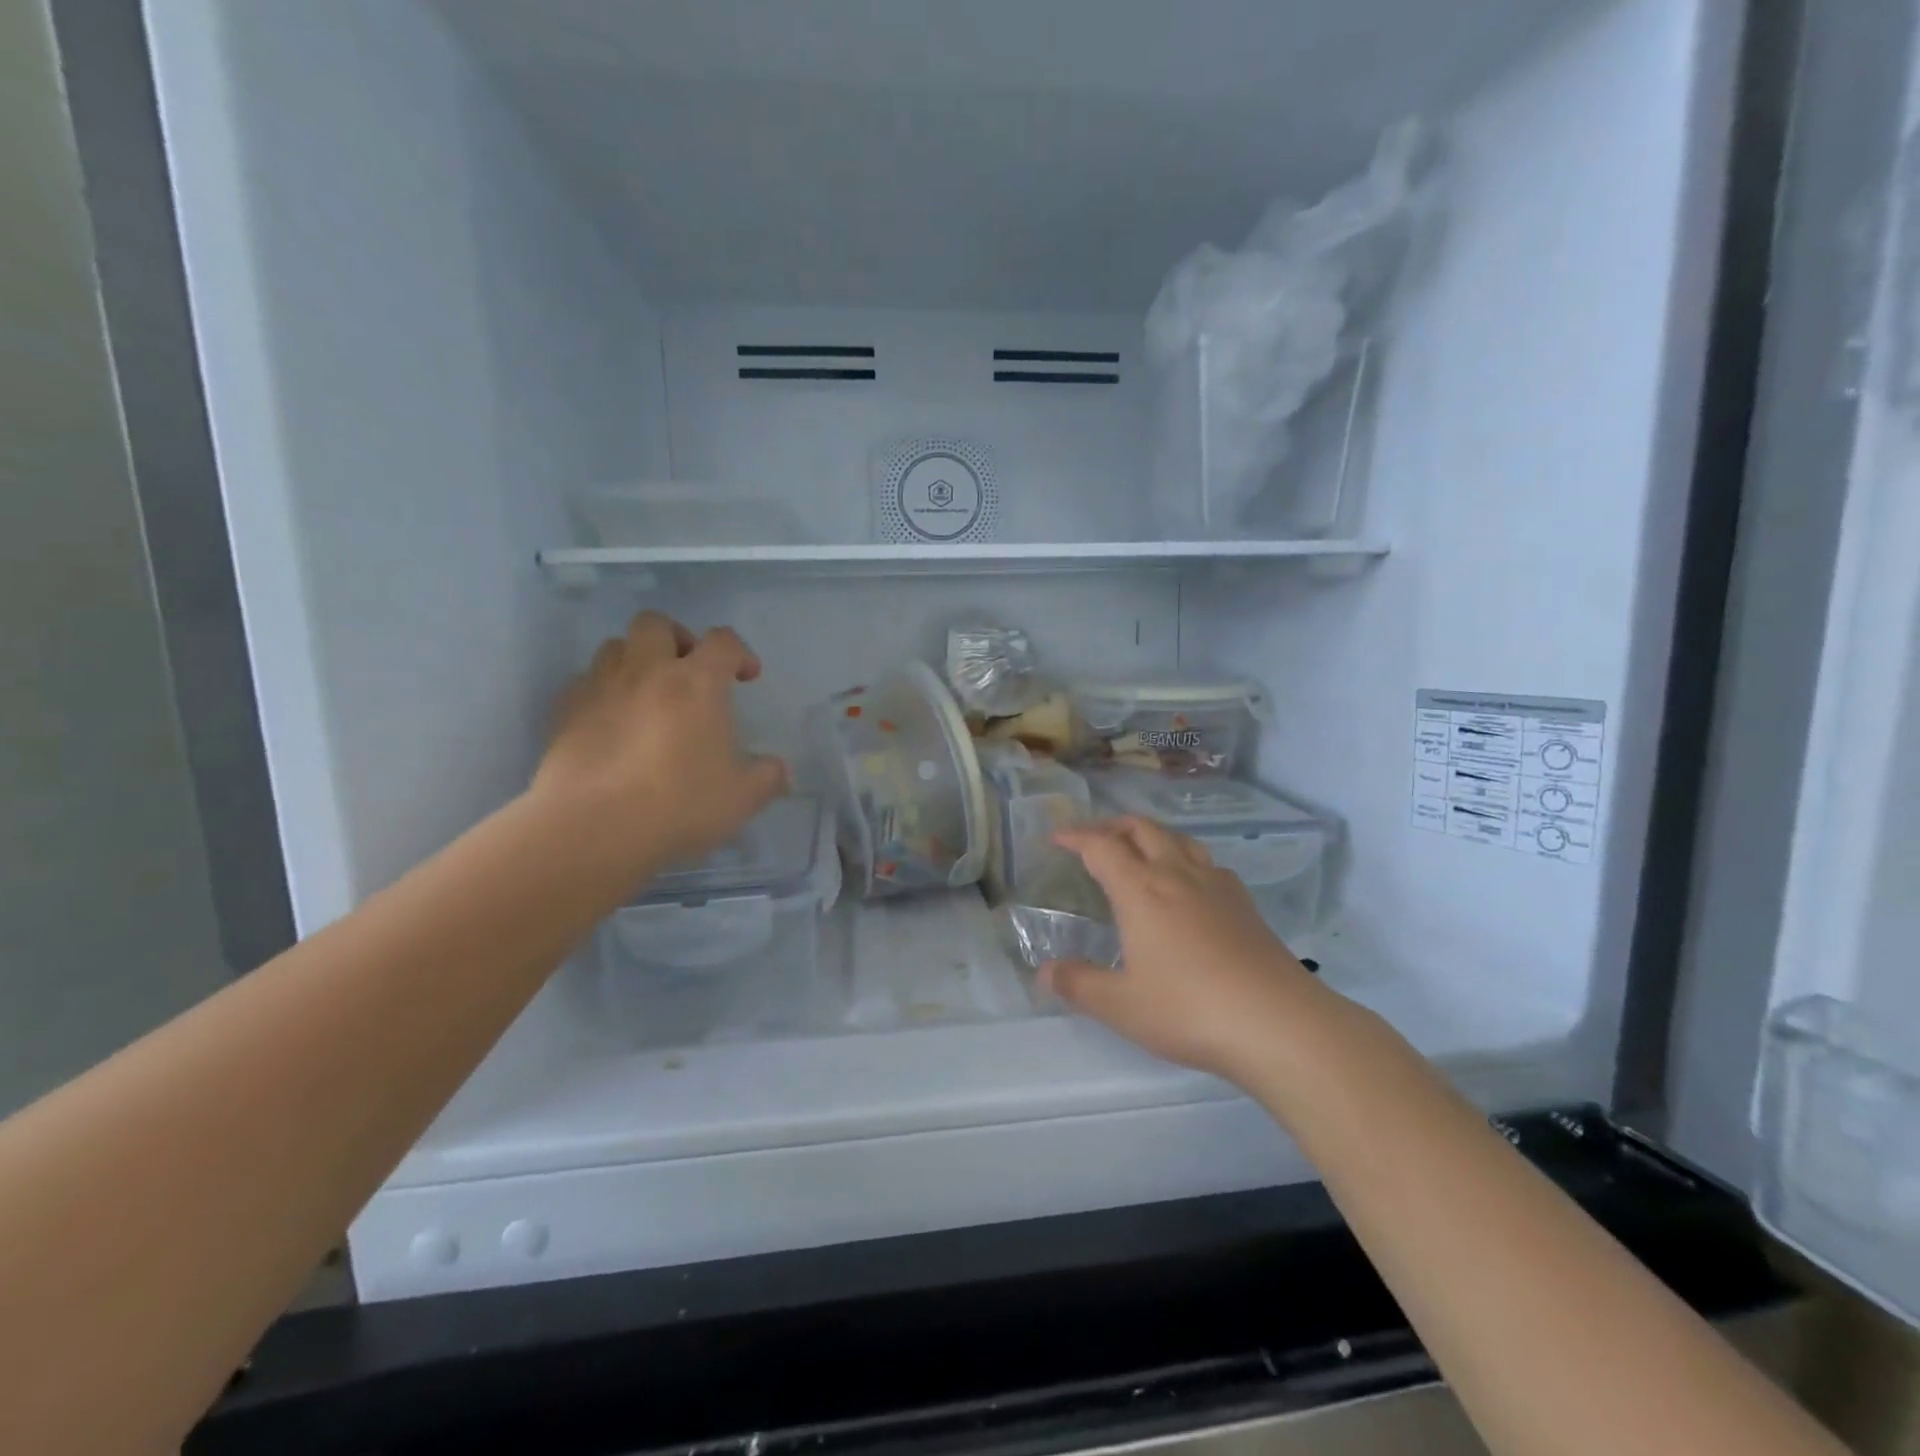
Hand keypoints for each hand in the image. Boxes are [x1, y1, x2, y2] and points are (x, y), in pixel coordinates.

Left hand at [531, 612, 788, 878]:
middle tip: (688, 671)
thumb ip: (767, 776)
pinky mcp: (564, 713)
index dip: (740, 652)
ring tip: (647, 693)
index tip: (746, 677)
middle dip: (677, 638)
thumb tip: (778, 770)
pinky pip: (584, 684)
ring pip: (614, 646)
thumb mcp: (742, 797)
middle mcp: (647, 671)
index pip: (722, 641)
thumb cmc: (680, 803)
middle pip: (656, 623)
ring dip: (635, 660)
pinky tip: (612, 723)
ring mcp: (600, 688)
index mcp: (697, 683)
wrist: (593, 827)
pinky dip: (602, 692)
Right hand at [1043, 817, 1323, 1082]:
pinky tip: (1188, 885)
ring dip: (1151, 835)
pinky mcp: (1244, 904)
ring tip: (1139, 851)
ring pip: (1179, 839)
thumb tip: (1044, 972)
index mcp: (1140, 890)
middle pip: (1142, 829)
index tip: (1057, 838)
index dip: (1076, 837)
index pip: (1101, 847)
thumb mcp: (1121, 1005)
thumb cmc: (1188, 1009)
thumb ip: (1079, 985)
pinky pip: (1207, 862)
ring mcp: (1216, 885)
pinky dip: (1185, 858)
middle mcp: (1176, 874)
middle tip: (1094, 839)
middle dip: (1113, 826)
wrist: (1278, 1022)